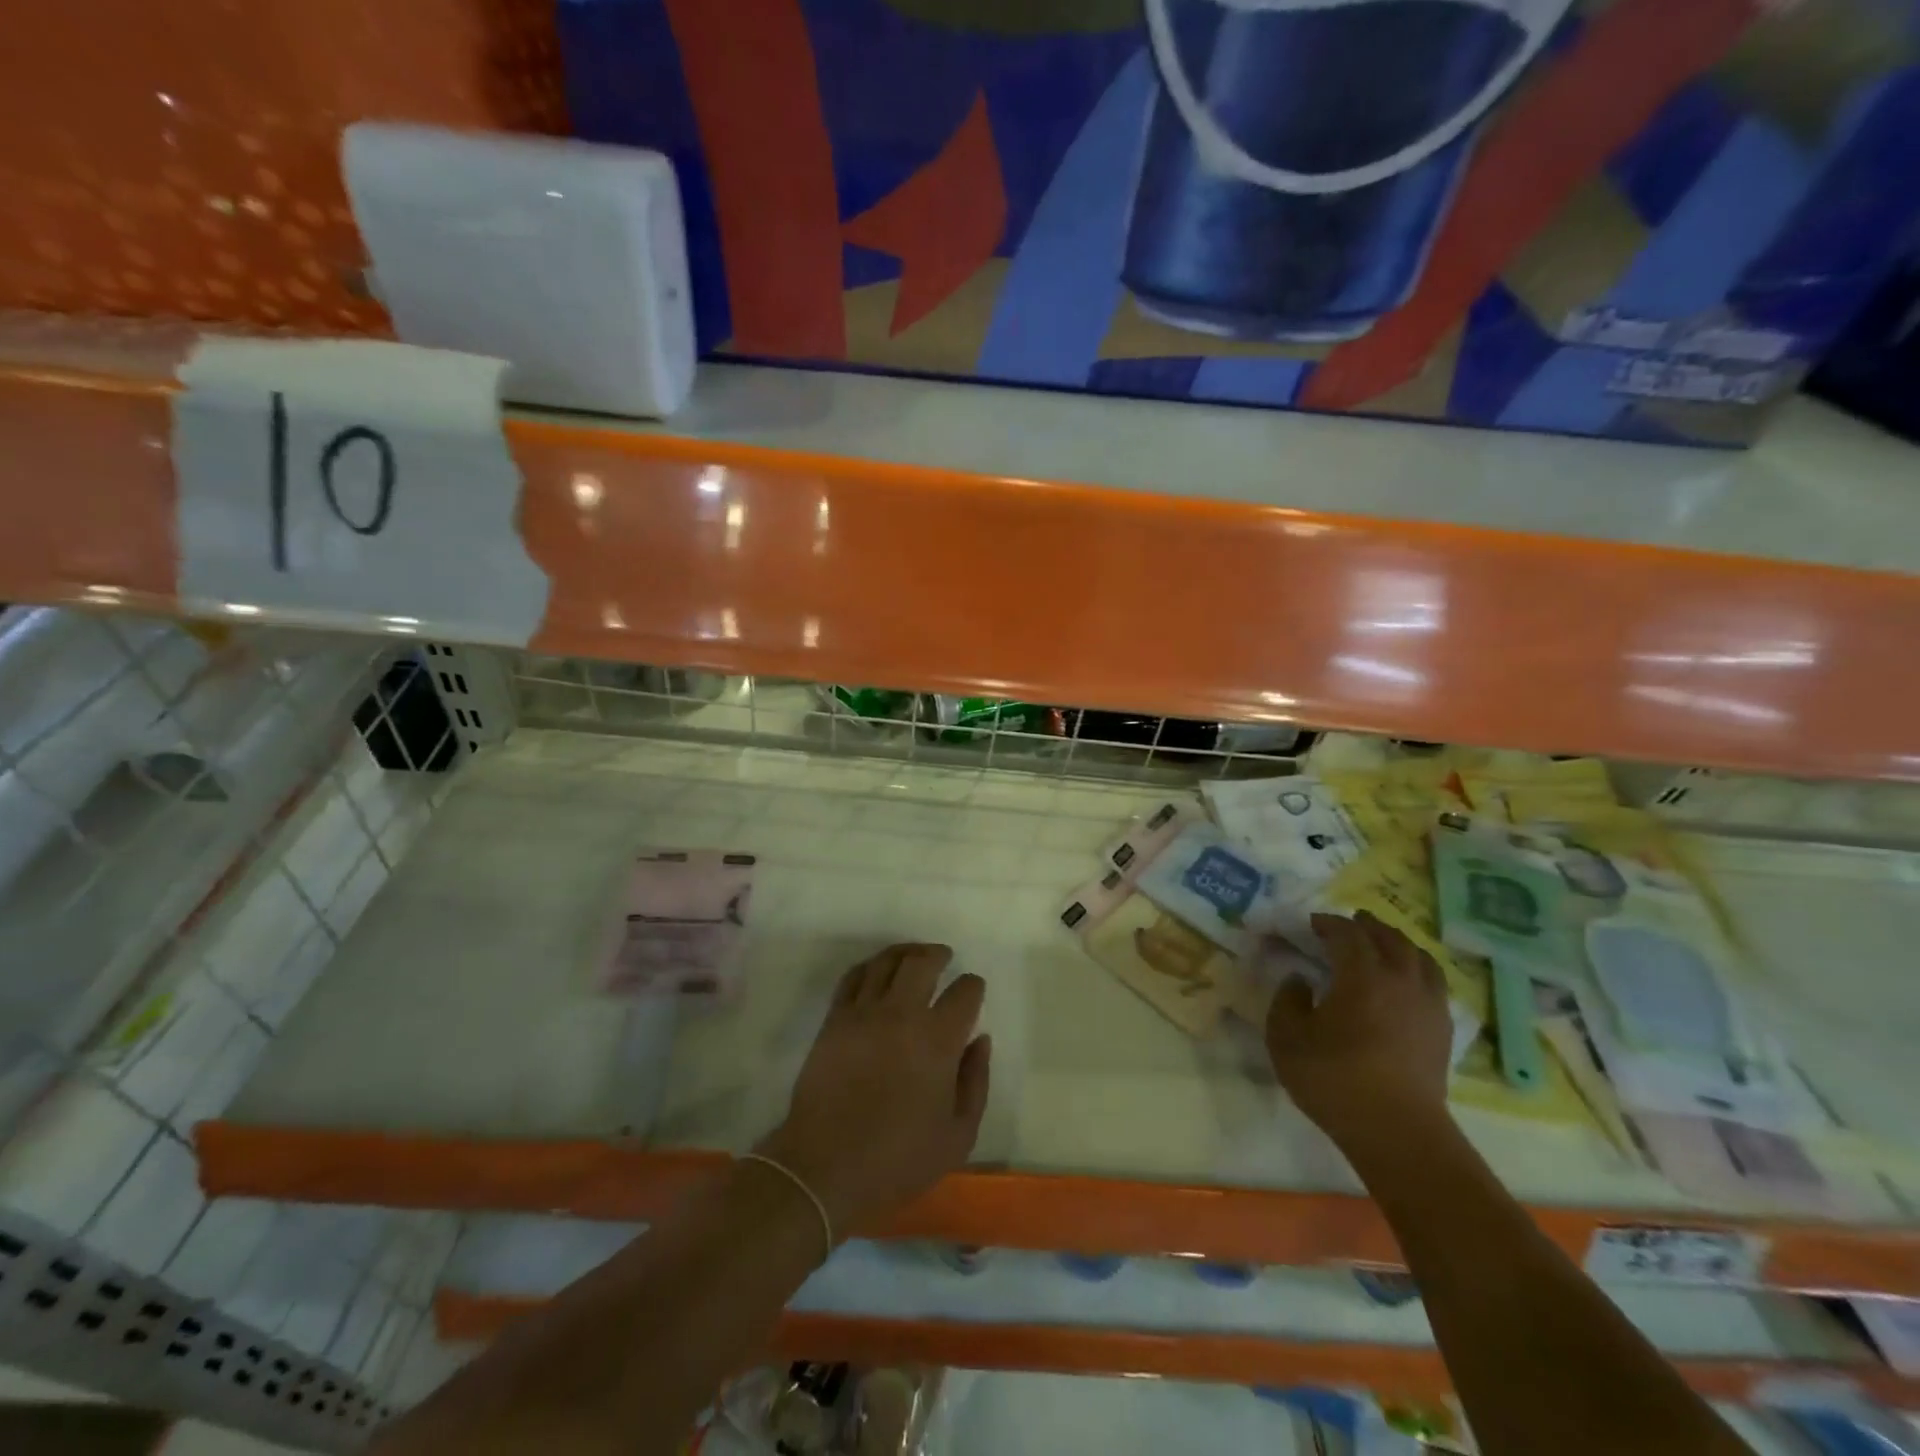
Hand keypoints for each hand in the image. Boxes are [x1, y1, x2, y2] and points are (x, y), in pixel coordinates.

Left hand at [758, 943, 989, 1236]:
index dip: (973, 986)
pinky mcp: (834, 1020)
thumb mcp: (958, 1135)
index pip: (964, 993)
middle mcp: (902, 1014)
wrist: (825, 1166)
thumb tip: (979, 1040)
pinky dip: (869, 967)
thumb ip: (975, 1082)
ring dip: (905, 952)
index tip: (972, 990)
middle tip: (944, 958)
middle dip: (938, 955)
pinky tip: (877, 972)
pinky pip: (853, 977)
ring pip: (886, 961)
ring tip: (914, 956)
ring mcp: (863, 1013)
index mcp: (938, 1040)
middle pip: (922, 962)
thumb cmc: (898, 1158)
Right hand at [1265, 912, 1452, 1152]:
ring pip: (1419, 958)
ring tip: (1383, 944)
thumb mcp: (1286, 1038)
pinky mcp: (1442, 1031)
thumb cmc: (1335, 1079)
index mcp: (1362, 975)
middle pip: (1390, 938)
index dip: (1329, 923)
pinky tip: (1406, 982)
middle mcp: (1401, 981)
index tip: (1312, 923)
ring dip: (1398, 944)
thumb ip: (1287, 1000)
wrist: (1398, 1132)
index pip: (1348, 934)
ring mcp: (1428, 1006)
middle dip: (1368, 926)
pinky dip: (1417, 970)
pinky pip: (1433, 984)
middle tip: (1351, 922)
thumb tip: (1300, 981)